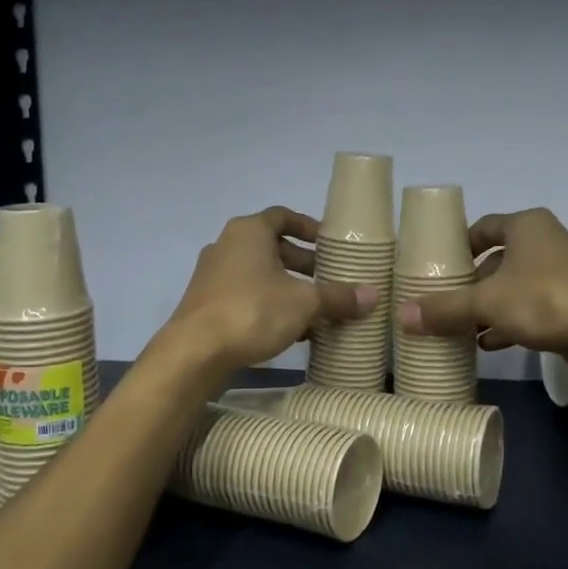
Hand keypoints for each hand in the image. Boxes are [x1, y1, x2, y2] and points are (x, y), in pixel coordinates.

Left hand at [164, 207, 376, 368]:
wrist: (194, 352)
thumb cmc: (252, 310)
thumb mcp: (304, 303)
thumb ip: (337, 297)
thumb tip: (372, 295)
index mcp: (249, 231)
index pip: (283, 216)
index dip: (309, 227)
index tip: (329, 243)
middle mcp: (227, 245)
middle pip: (272, 246)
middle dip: (303, 263)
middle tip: (329, 279)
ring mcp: (213, 275)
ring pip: (259, 273)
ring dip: (287, 287)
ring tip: (315, 309)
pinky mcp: (206, 303)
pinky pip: (245, 295)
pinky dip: (269, 304)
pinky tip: (291, 331)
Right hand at [397, 208, 567, 378]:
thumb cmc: (546, 299)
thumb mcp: (487, 303)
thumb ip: (445, 308)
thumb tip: (402, 315)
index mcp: (526, 227)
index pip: (481, 228)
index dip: (456, 246)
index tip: (433, 267)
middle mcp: (544, 243)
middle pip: (495, 261)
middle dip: (469, 284)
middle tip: (439, 303)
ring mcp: (560, 275)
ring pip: (511, 288)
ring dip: (486, 308)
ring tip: (456, 328)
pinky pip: (529, 310)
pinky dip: (507, 324)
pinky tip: (485, 345)